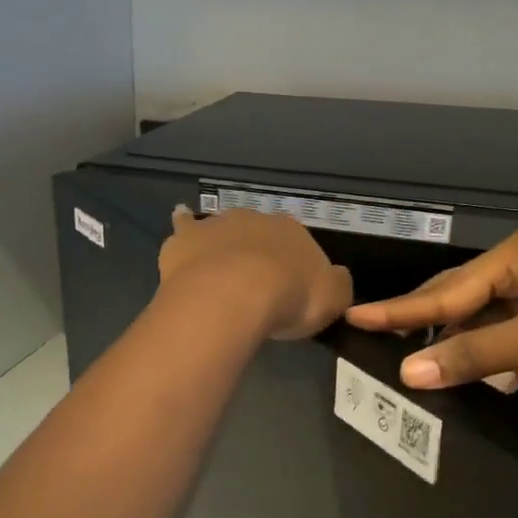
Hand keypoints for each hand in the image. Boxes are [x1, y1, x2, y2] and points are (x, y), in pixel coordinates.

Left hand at [159, 208, 352, 340]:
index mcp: (293, 232)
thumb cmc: (289, 298)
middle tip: (255, 285)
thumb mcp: (333, 299)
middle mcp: (256, 220)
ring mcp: (218, 225)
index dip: (293, 267)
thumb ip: (337, 285)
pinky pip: (185, 225)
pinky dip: (183, 223)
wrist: (235, 295)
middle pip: (258, 234)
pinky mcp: (186, 237)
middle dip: (257, 253)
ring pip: (223, 228)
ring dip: (224, 243)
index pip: (297, 244)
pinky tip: (179, 218)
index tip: (289, 290)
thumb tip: (335, 278)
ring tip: (220, 267)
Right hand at [345, 227, 517, 401]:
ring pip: (490, 321)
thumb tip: (409, 373)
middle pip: (463, 298)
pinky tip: (487, 380)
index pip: (447, 290)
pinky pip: (516, 337)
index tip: (355, 316)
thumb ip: (474, 355)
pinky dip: (499, 358)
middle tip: (380, 336)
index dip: (400, 309)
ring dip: (464, 346)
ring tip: (425, 366)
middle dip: (426, 322)